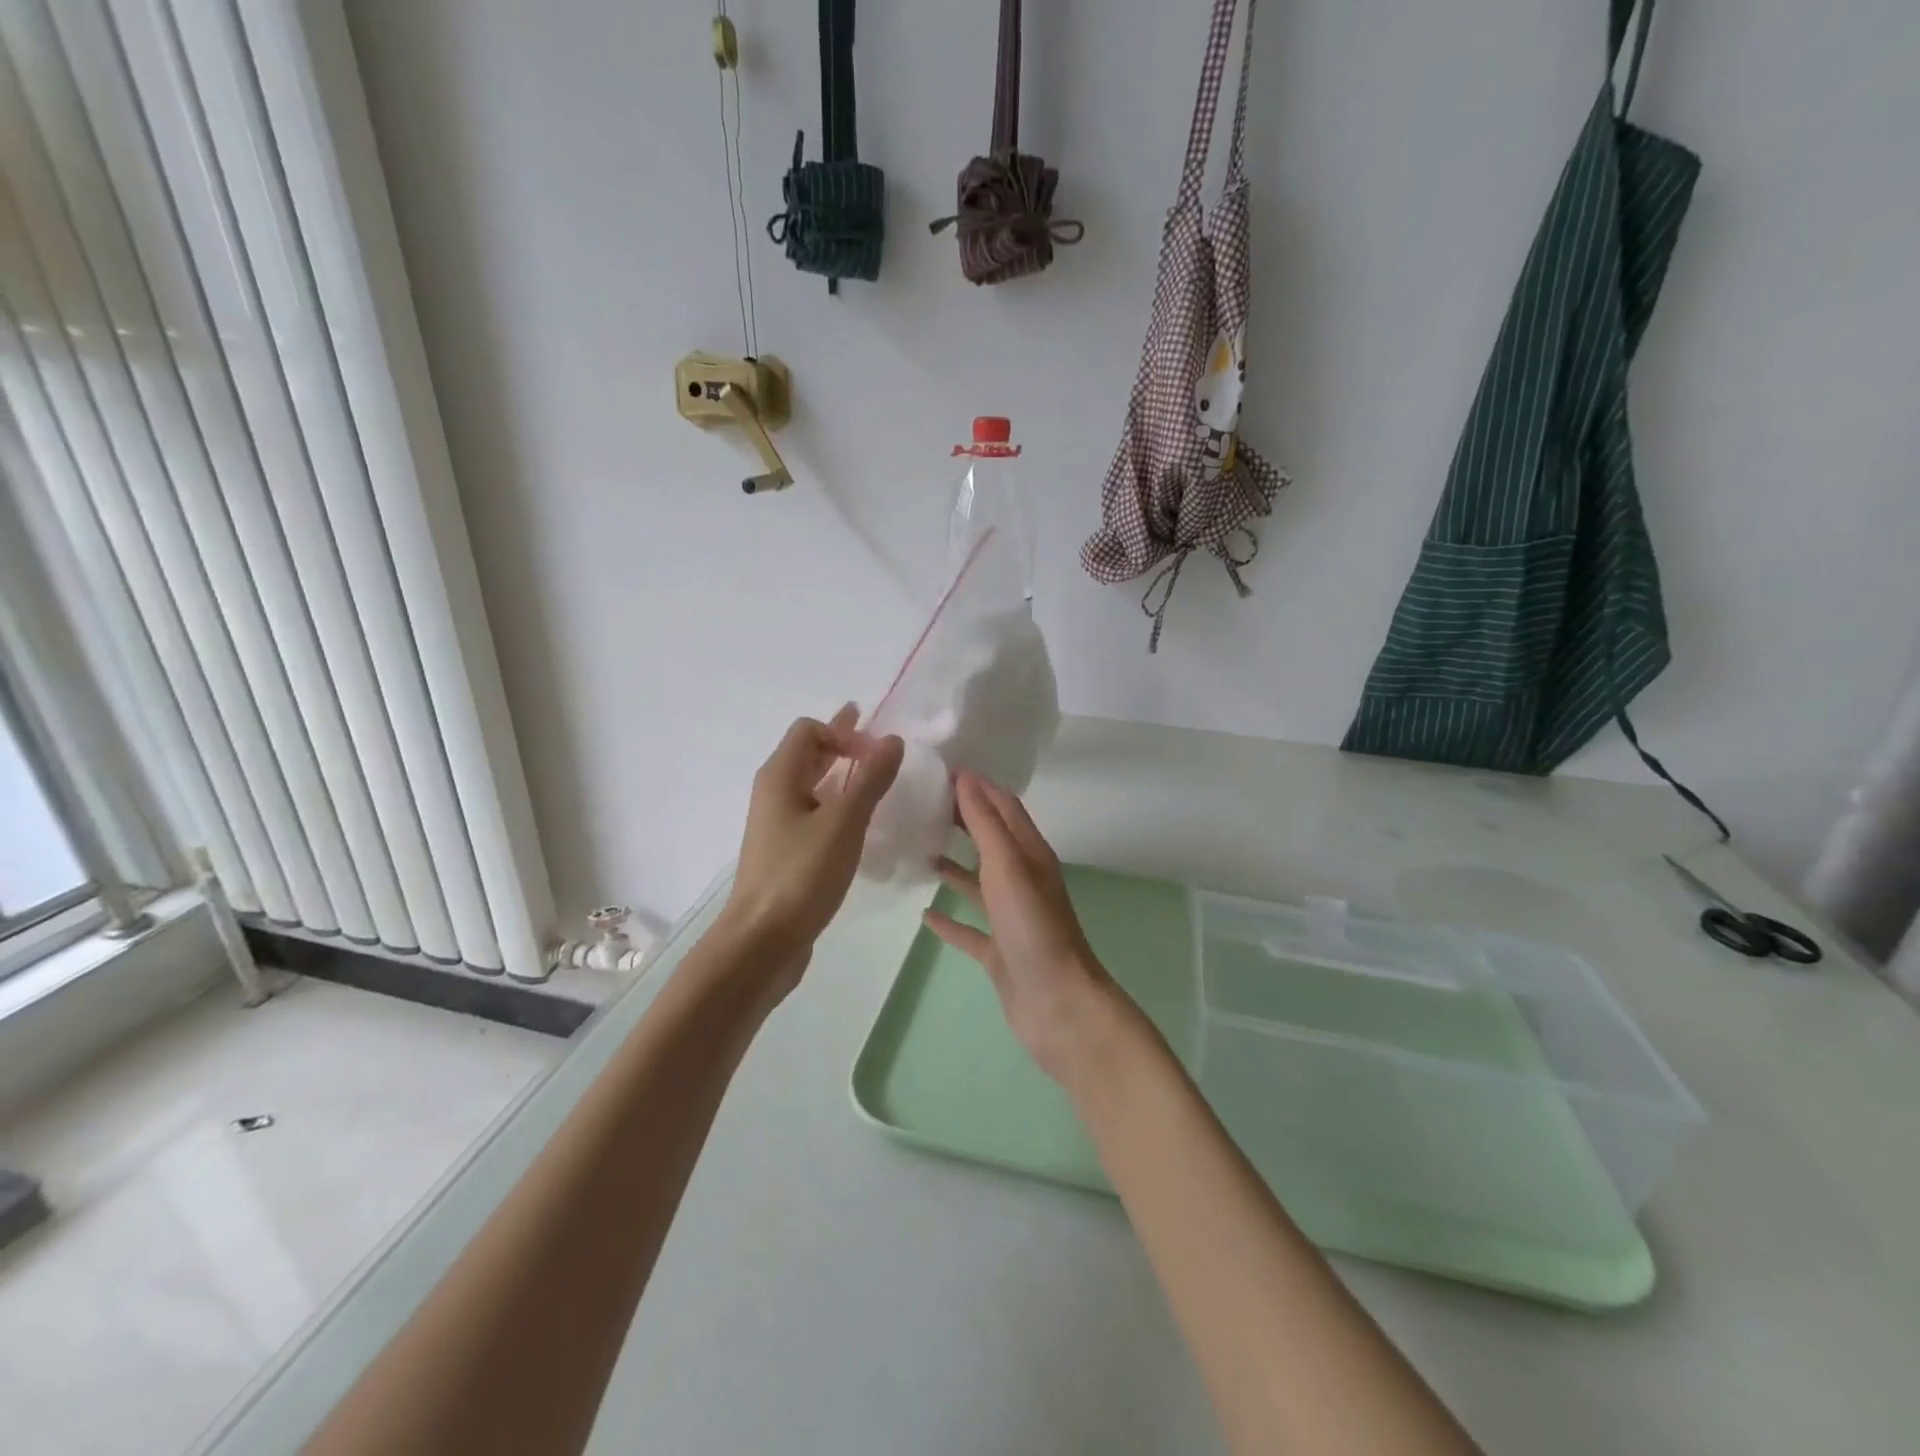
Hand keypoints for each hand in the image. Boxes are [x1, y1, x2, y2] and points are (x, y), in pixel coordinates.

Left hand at [720, 706, 902, 983]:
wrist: (761, 942)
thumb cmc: (800, 875)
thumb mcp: (843, 823)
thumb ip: (870, 779)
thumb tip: (892, 740)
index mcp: (780, 777)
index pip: (810, 730)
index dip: (844, 732)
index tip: (877, 758)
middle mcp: (774, 794)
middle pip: (808, 753)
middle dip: (843, 744)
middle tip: (880, 743)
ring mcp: (778, 825)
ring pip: (812, 786)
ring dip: (842, 776)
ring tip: (875, 778)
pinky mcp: (786, 853)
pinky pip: (814, 813)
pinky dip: (837, 806)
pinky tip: (860, 822)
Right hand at [924, 771, 1126, 1085]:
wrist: (1058, 1005)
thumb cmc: (1033, 927)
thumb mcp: (1008, 865)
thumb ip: (985, 823)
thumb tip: (965, 777)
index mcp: (1030, 854)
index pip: (1003, 806)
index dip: (976, 786)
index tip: (939, 770)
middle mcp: (1022, 880)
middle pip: (990, 839)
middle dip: (960, 819)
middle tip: (920, 803)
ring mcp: (1011, 918)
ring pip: (978, 882)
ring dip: (953, 865)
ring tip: (917, 849)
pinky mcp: (999, 952)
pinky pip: (970, 928)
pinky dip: (949, 919)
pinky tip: (924, 914)